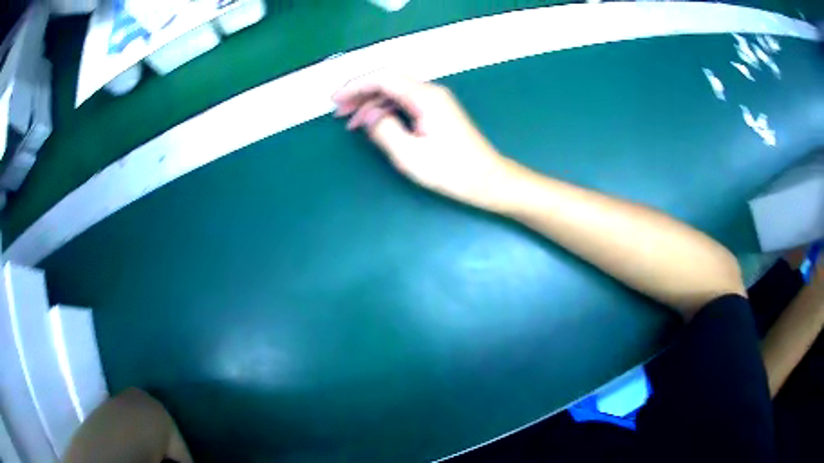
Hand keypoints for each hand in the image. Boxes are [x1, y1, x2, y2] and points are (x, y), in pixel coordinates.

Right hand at [333, 71, 519, 212]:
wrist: (486, 179)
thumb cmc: (451, 170)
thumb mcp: (410, 155)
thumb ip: (384, 130)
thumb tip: (368, 116)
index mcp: (425, 97)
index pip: (383, 78)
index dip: (356, 85)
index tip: (335, 98)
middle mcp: (430, 92)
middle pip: (388, 82)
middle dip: (360, 94)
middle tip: (338, 111)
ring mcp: (434, 101)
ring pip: (394, 93)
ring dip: (370, 104)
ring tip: (349, 122)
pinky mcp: (436, 111)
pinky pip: (404, 103)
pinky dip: (385, 111)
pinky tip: (373, 124)